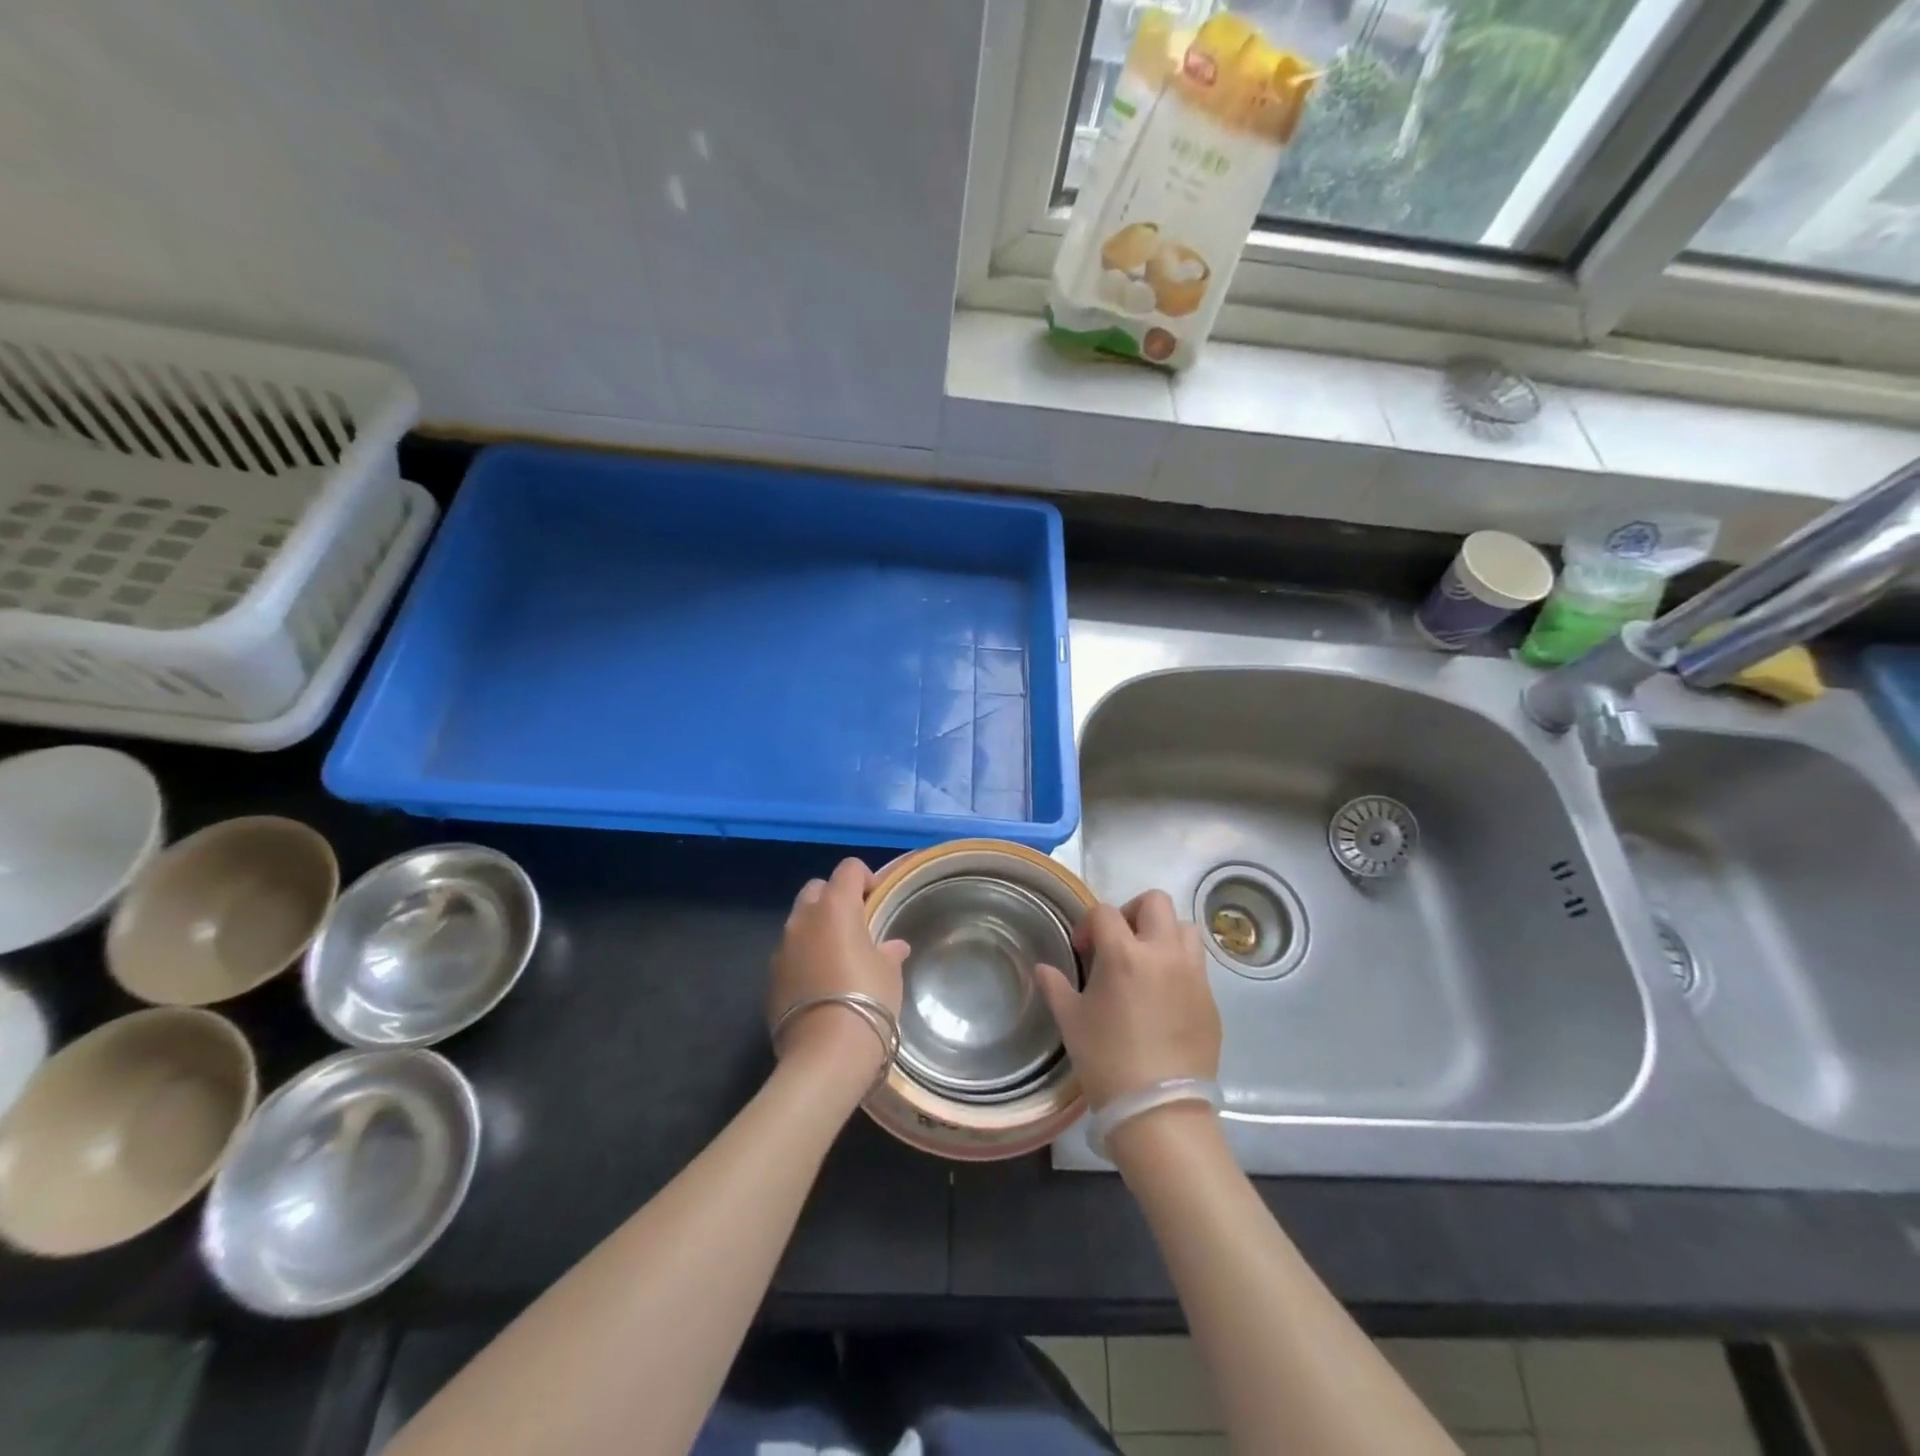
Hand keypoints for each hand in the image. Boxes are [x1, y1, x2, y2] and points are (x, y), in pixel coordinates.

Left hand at [768, 858, 908, 1073]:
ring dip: (817, 929)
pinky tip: (821, 984)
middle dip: (835, 897)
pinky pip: (790, 953)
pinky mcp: (770, 977)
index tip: (877, 899)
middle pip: (817, 889)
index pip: (849, 869)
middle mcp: (803, 919)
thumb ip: (888, 951)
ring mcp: (782, 948)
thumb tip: (892, 947)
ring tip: (838, 956)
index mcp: (835, 906)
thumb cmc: (868, 999)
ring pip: (799, 922)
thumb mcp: (889, 973)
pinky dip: (804, 957)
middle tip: (856, 924)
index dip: (865, 878)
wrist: (825, 1053)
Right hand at [1036, 890, 1221, 1109]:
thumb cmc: (1107, 1061)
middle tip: (1119, 942)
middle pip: (1156, 902)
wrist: (1160, 1111)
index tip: (1082, 950)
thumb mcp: (1071, 1021)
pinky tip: (1164, 997)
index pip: (1105, 912)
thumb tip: (1043, 968)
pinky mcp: (1211, 999)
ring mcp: (1193, 975)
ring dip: (1163, 934)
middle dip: (1133, 912)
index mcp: (1125, 954)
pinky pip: (1196, 965)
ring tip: (1147, 963)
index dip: (1089, 924)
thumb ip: (1056, 986)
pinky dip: (1179, 966)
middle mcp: (1164, 953)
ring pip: (1184, 928)